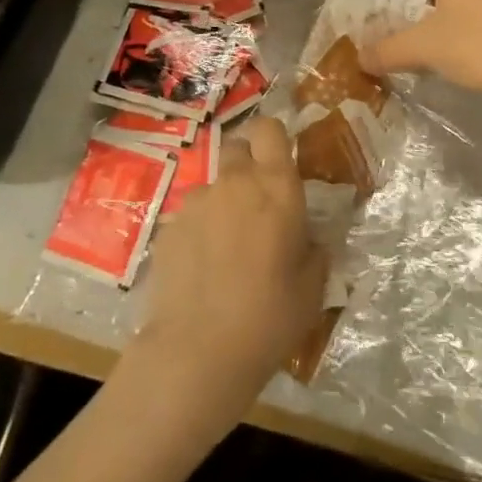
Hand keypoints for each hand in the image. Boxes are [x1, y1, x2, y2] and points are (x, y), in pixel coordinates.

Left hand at [134, 117, 327, 410]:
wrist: (197, 352)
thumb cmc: (269, 317)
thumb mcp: (313, 287)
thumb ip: (313, 249)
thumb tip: (307, 238)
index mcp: (276, 186)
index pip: (269, 129)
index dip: (273, 138)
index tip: (279, 162)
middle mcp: (234, 181)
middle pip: (238, 148)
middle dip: (249, 167)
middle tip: (258, 206)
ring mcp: (196, 202)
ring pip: (214, 187)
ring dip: (223, 204)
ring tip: (227, 251)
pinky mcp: (168, 227)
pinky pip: (190, 217)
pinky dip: (199, 232)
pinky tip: (202, 271)